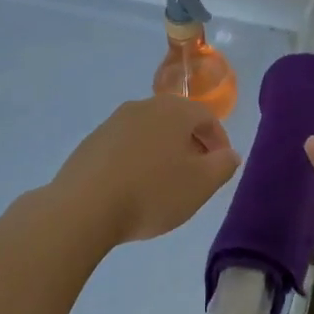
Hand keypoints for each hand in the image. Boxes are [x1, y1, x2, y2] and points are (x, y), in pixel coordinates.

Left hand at [46, 96, 242, 246]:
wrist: (83, 207)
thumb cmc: (152, 192)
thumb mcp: (201, 184)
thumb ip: (223, 165)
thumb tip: (229, 154)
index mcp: (173, 110)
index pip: (206, 116)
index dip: (219, 141)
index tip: (220, 166)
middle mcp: (143, 106)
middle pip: (176, 120)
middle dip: (191, 144)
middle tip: (196, 174)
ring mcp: (113, 122)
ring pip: (149, 132)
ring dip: (162, 151)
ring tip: (165, 183)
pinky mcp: (91, 142)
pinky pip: (125, 145)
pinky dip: (137, 159)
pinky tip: (134, 187)